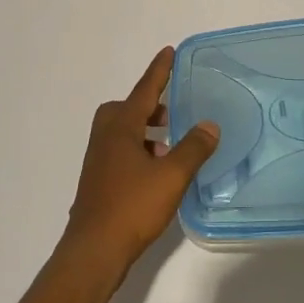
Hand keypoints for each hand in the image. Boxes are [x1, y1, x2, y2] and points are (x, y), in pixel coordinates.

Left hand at [60, 47, 218, 290]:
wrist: (93, 251)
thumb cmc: (132, 207)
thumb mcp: (171, 176)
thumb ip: (193, 148)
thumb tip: (210, 125)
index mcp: (121, 127)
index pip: (144, 90)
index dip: (159, 71)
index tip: (168, 51)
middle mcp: (106, 138)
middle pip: (127, 109)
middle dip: (149, 106)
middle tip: (172, 111)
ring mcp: (98, 161)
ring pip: (123, 133)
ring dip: (145, 132)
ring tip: (171, 145)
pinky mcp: (98, 182)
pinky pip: (121, 152)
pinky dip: (139, 151)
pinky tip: (157, 173)